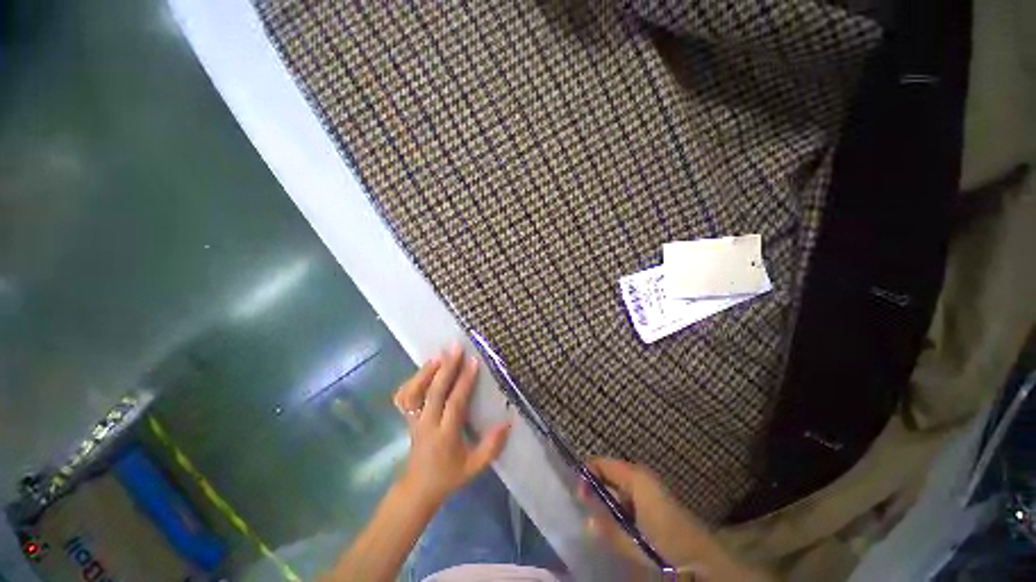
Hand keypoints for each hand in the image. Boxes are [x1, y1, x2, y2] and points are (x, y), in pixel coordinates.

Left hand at [393, 343, 511, 507]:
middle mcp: (427, 424)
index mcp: (445, 435)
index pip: (455, 403)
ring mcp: (414, 420)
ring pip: (414, 392)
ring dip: (426, 371)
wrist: (418, 488)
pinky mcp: (407, 418)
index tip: (473, 362)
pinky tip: (424, 368)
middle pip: (434, 392)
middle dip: (446, 368)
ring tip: (440, 354)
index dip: (464, 382)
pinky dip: (412, 380)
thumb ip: (492, 446)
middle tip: (455, 348)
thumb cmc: (449, 476)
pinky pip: (404, 397)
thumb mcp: (474, 466)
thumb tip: (508, 422)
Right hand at [581, 458, 765, 580]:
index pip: (602, 463)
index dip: (587, 474)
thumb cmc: (669, 548)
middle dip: (597, 488)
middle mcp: (643, 477)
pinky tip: (620, 526)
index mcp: (636, 477)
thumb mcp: (633, 542)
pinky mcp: (658, 501)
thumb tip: (587, 519)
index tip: (578, 494)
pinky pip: (632, 497)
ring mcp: (652, 488)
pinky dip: (622, 507)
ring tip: (600, 519)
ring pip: (621, 486)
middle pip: (611, 473)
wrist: (708, 563)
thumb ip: (608, 529)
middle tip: (585, 508)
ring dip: (609, 500)